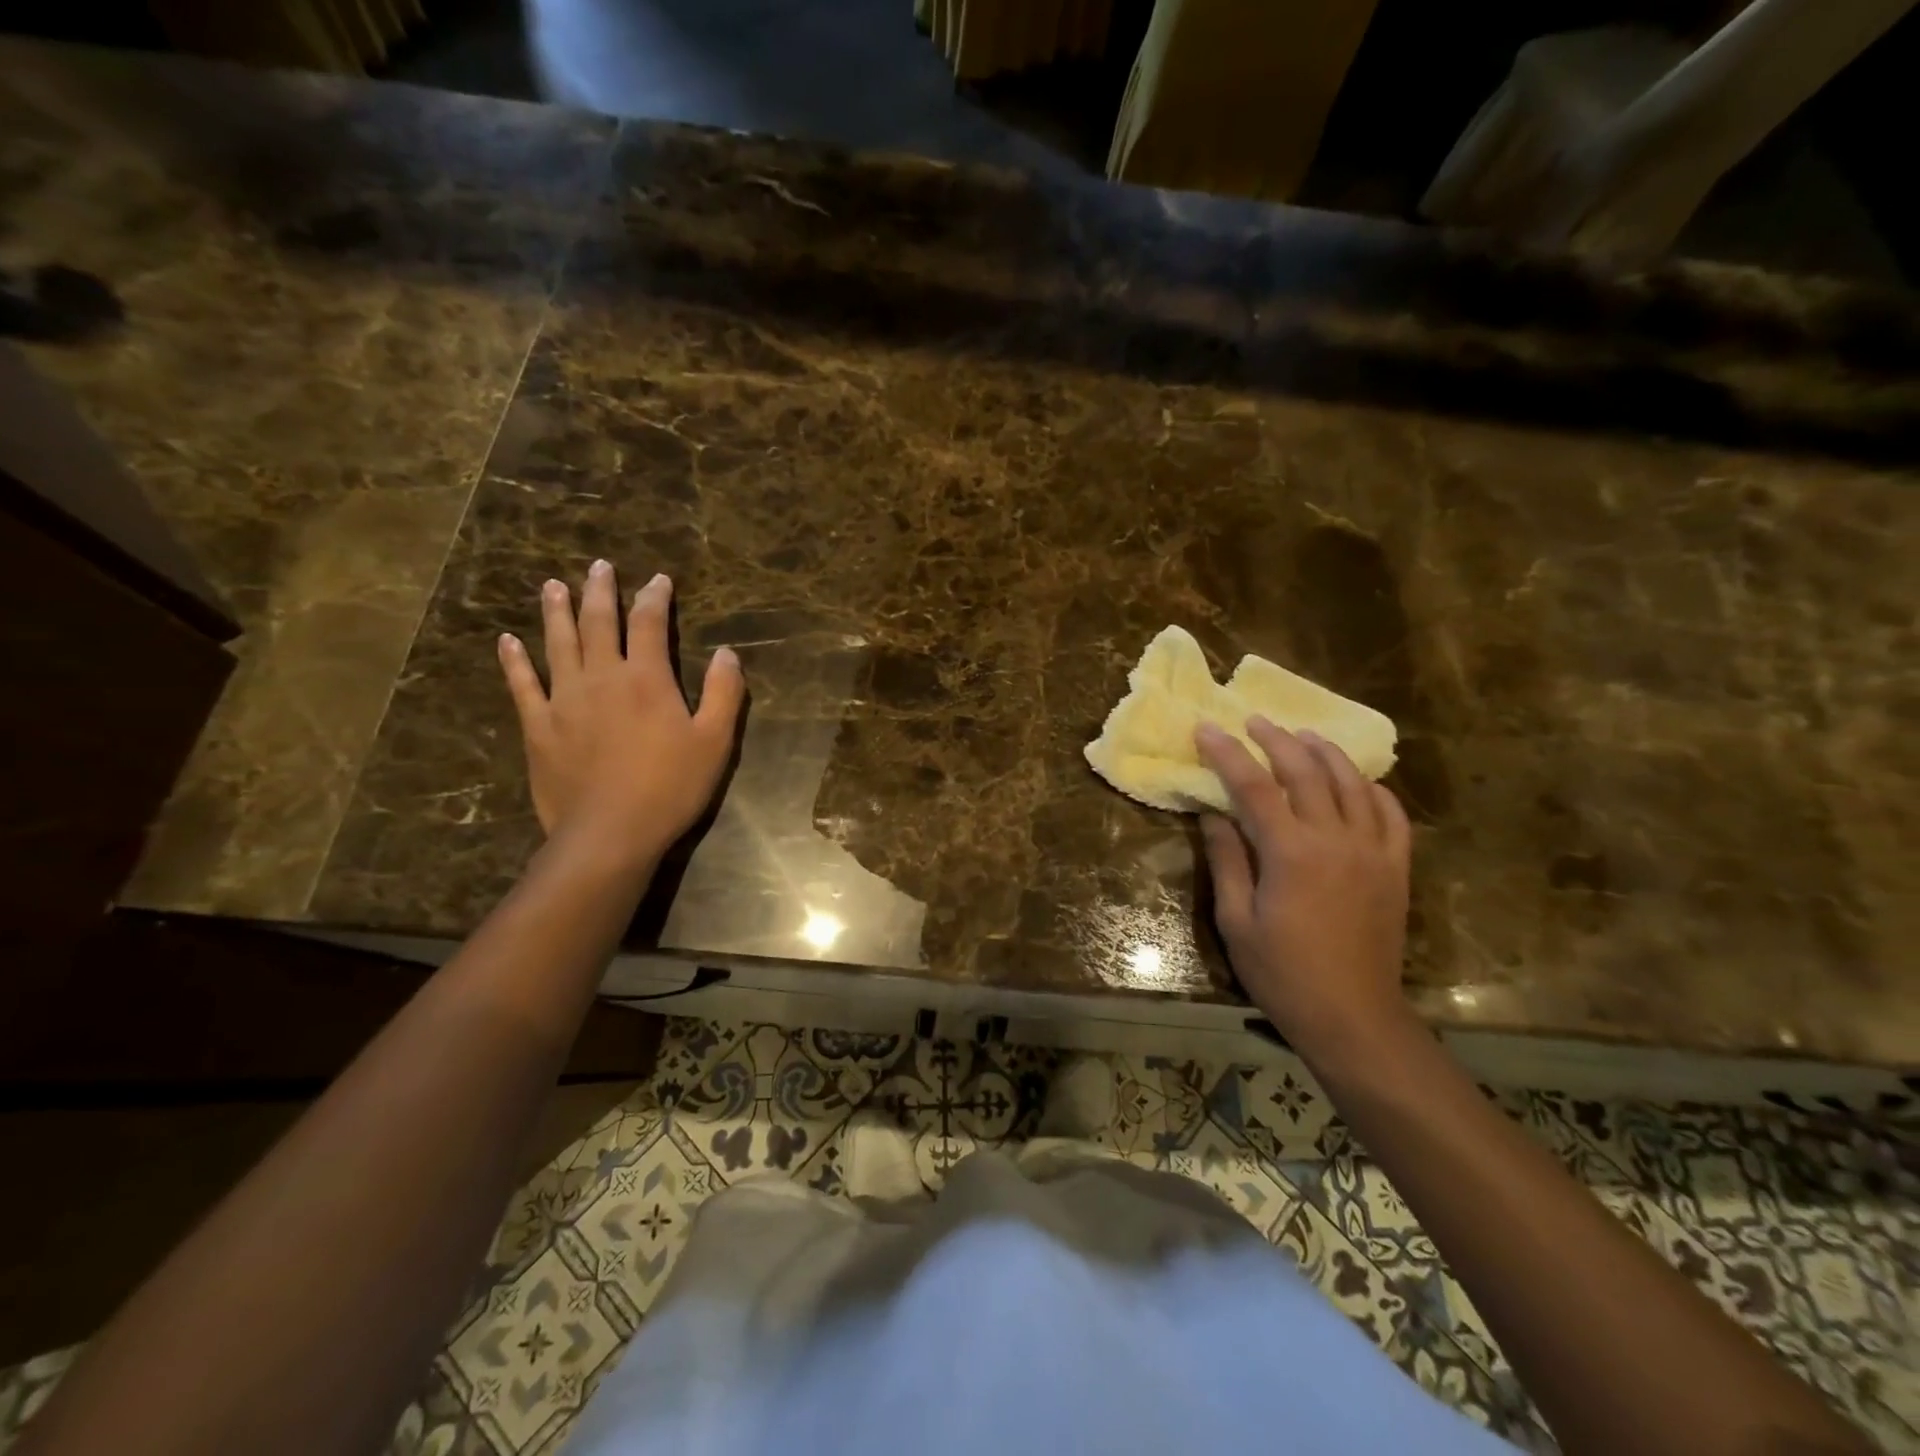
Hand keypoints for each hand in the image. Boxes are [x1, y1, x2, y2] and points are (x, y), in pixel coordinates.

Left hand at [498, 560, 743, 871]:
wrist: (610, 832)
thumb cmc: (671, 787)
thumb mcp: (715, 741)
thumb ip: (724, 693)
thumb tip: (727, 653)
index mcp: (646, 678)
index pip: (648, 623)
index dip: (654, 597)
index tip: (658, 580)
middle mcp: (601, 677)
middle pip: (597, 622)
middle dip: (600, 591)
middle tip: (598, 566)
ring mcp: (564, 699)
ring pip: (557, 643)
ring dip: (556, 611)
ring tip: (553, 586)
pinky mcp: (538, 726)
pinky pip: (522, 684)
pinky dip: (514, 661)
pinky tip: (506, 642)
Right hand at [1195, 717, 1415, 1062]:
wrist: (1352, 1016)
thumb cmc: (1282, 972)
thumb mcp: (1236, 919)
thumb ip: (1227, 860)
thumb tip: (1214, 814)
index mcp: (1290, 852)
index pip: (1252, 785)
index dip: (1226, 753)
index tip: (1206, 729)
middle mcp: (1335, 839)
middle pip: (1305, 771)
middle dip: (1275, 740)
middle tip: (1253, 721)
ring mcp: (1373, 851)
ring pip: (1352, 782)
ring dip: (1325, 752)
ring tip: (1303, 735)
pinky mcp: (1396, 867)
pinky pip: (1391, 814)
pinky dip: (1373, 788)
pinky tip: (1358, 780)